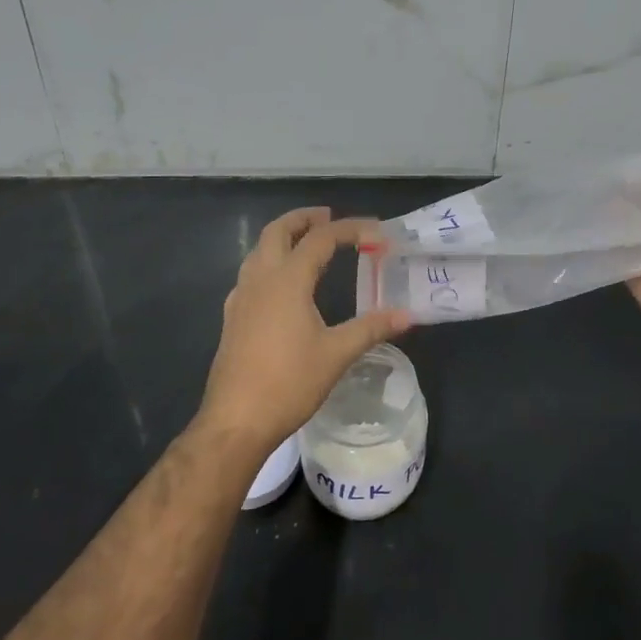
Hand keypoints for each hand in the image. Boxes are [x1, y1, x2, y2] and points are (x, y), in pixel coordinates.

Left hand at [196, 207, 412, 458]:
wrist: (236, 422)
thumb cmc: (289, 383)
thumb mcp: (337, 354)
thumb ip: (372, 328)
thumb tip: (407, 314)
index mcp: (287, 280)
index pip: (321, 239)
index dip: (350, 229)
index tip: (377, 233)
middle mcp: (260, 279)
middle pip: (278, 231)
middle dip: (304, 219)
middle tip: (329, 217)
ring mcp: (241, 298)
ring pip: (259, 250)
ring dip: (283, 237)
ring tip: (307, 243)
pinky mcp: (232, 318)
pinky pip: (250, 273)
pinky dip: (269, 262)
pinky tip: (282, 285)